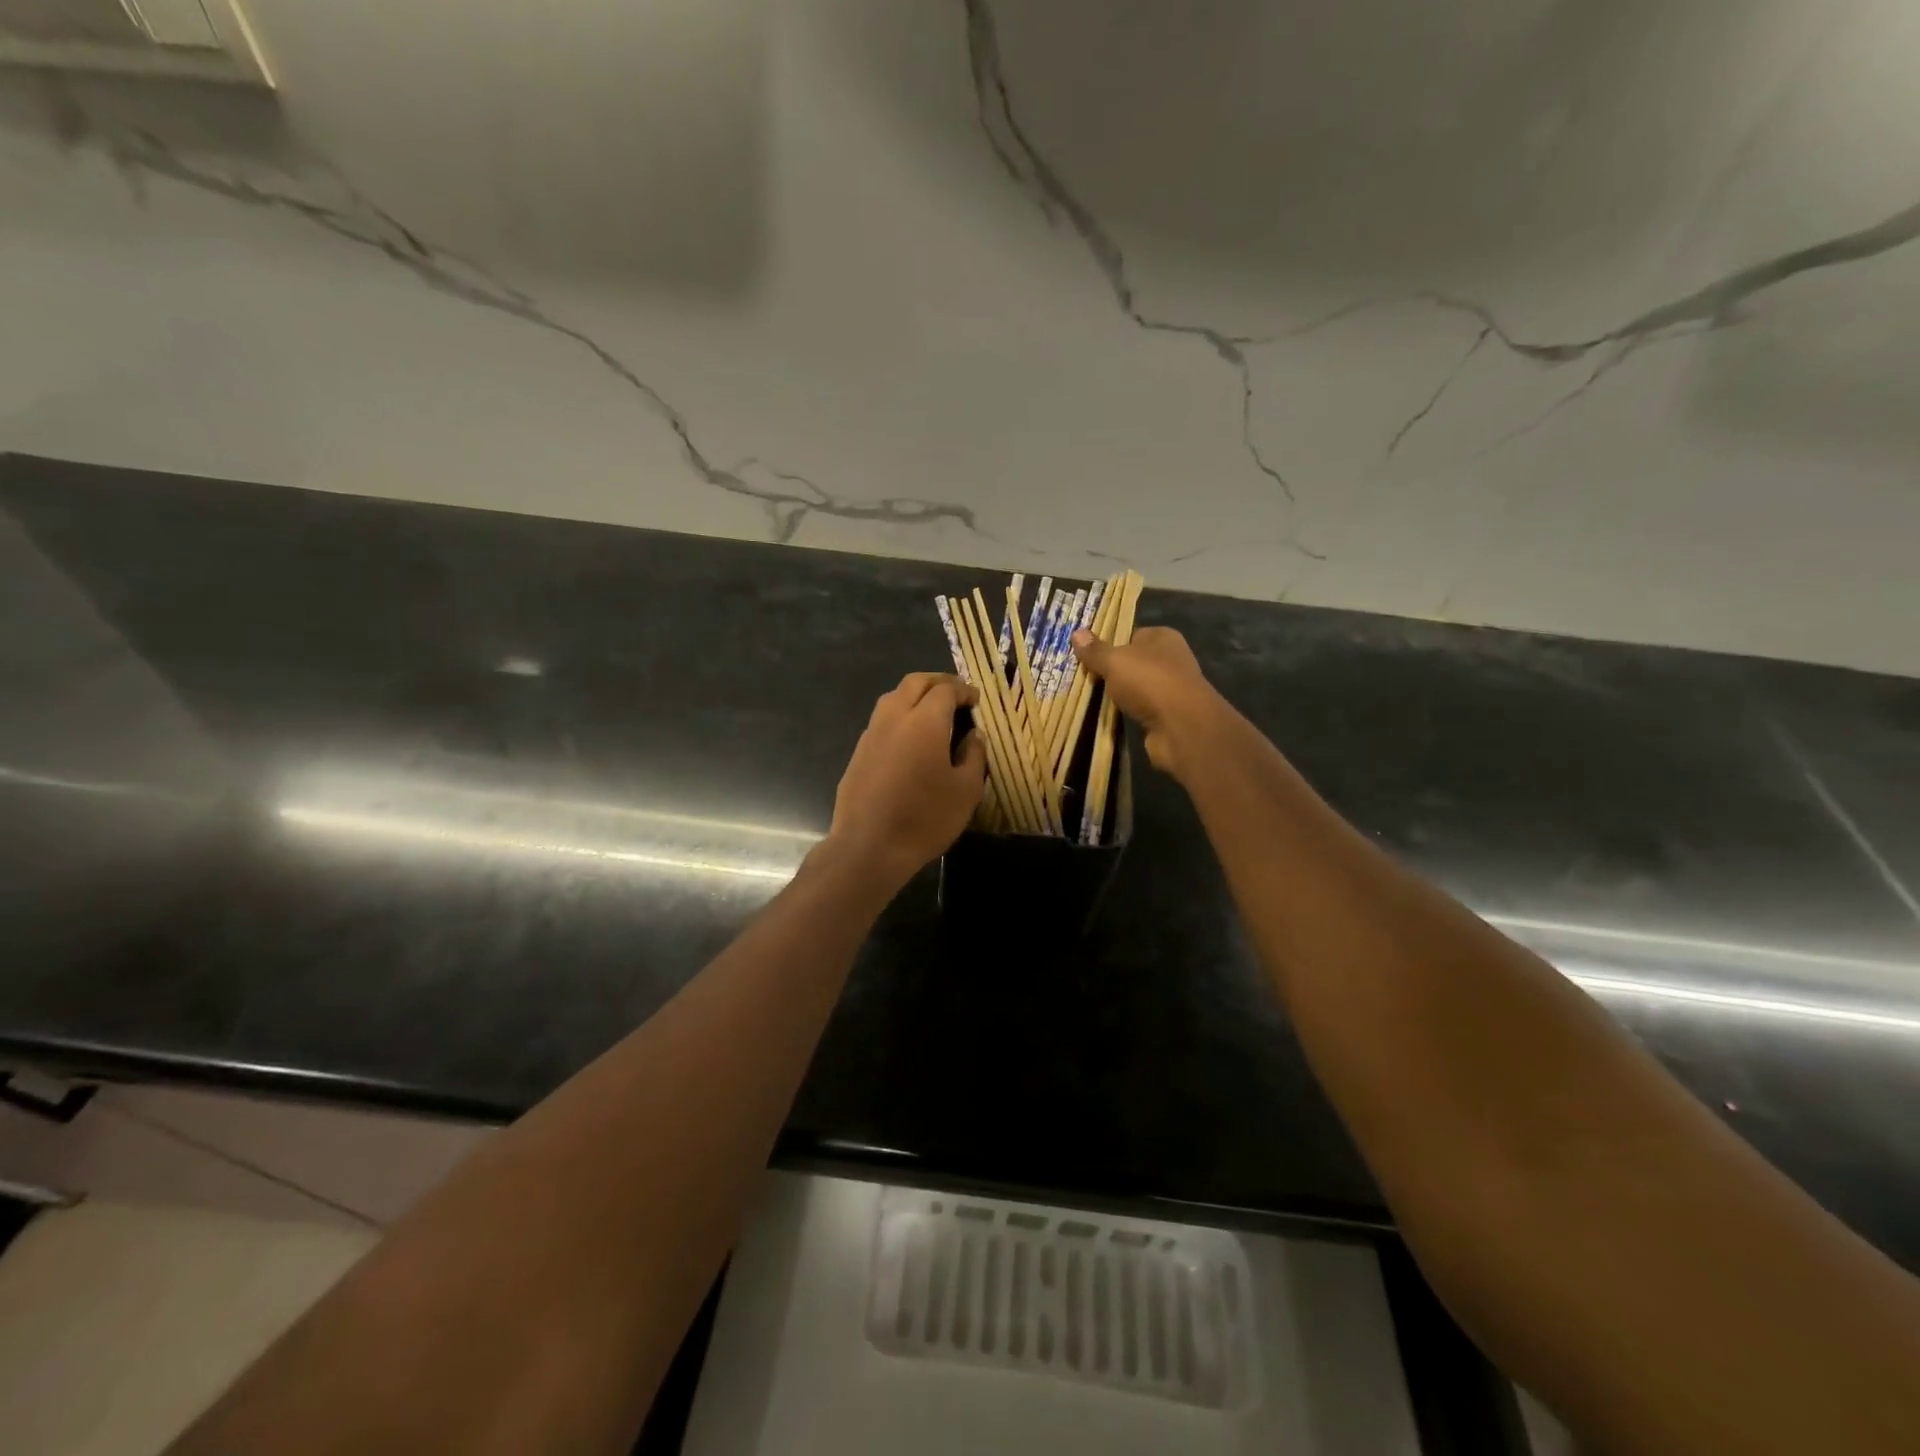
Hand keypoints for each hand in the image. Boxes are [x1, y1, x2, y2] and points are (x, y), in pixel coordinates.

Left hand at [824, 673, 986, 888]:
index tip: (975, 700)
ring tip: (933, 713)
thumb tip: (974, 735)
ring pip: (893, 698)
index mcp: (924, 722)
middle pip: (915, 683)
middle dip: (938, 682)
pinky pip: (881, 721)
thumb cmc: (925, 818)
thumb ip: (974, 755)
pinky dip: (900, 717)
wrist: (868, 847)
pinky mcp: (858, 752)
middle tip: (955, 695)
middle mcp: (894, 718)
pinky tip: (910, 740)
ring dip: (915, 696)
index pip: (945, 690)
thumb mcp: (966, 791)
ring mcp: (871, 734)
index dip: (963, 690)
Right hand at [1070, 626, 1226, 781]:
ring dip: (1120, 693)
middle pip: (1134, 661)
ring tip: (1091, 697)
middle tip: (1084, 676)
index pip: (1132, 634)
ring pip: (1137, 686)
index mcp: (1163, 637)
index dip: (1111, 643)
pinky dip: (1128, 712)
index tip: (1088, 655)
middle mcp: (1171, 659)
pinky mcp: (1169, 714)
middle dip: (1113, 670)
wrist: (1181, 726)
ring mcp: (1172, 688)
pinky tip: (1111, 715)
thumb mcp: (1114, 661)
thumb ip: (1095, 650)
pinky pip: (1141, 708)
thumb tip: (1076, 633)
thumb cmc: (1149, 681)